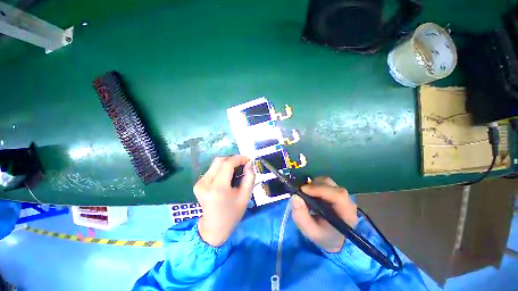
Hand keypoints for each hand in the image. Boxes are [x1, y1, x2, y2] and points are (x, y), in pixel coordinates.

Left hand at [194, 155, 254, 246]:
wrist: (213, 228)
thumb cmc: (232, 214)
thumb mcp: (245, 196)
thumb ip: (249, 177)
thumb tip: (249, 163)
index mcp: (218, 188)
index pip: (227, 164)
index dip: (239, 158)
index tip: (248, 160)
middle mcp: (205, 183)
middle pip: (220, 161)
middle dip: (233, 159)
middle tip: (243, 164)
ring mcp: (199, 183)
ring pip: (216, 163)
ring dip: (228, 163)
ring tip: (237, 170)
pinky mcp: (198, 184)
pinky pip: (212, 169)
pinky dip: (222, 168)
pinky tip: (228, 175)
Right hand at [291, 177, 357, 252]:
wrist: (333, 238)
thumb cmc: (323, 236)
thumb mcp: (310, 231)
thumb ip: (301, 217)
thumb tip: (295, 197)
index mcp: (347, 214)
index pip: (338, 195)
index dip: (320, 189)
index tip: (303, 190)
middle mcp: (348, 202)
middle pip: (332, 185)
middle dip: (314, 186)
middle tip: (302, 191)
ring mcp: (343, 195)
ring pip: (328, 181)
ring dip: (314, 184)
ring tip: (306, 193)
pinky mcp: (336, 191)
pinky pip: (325, 183)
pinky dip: (315, 184)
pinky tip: (311, 193)